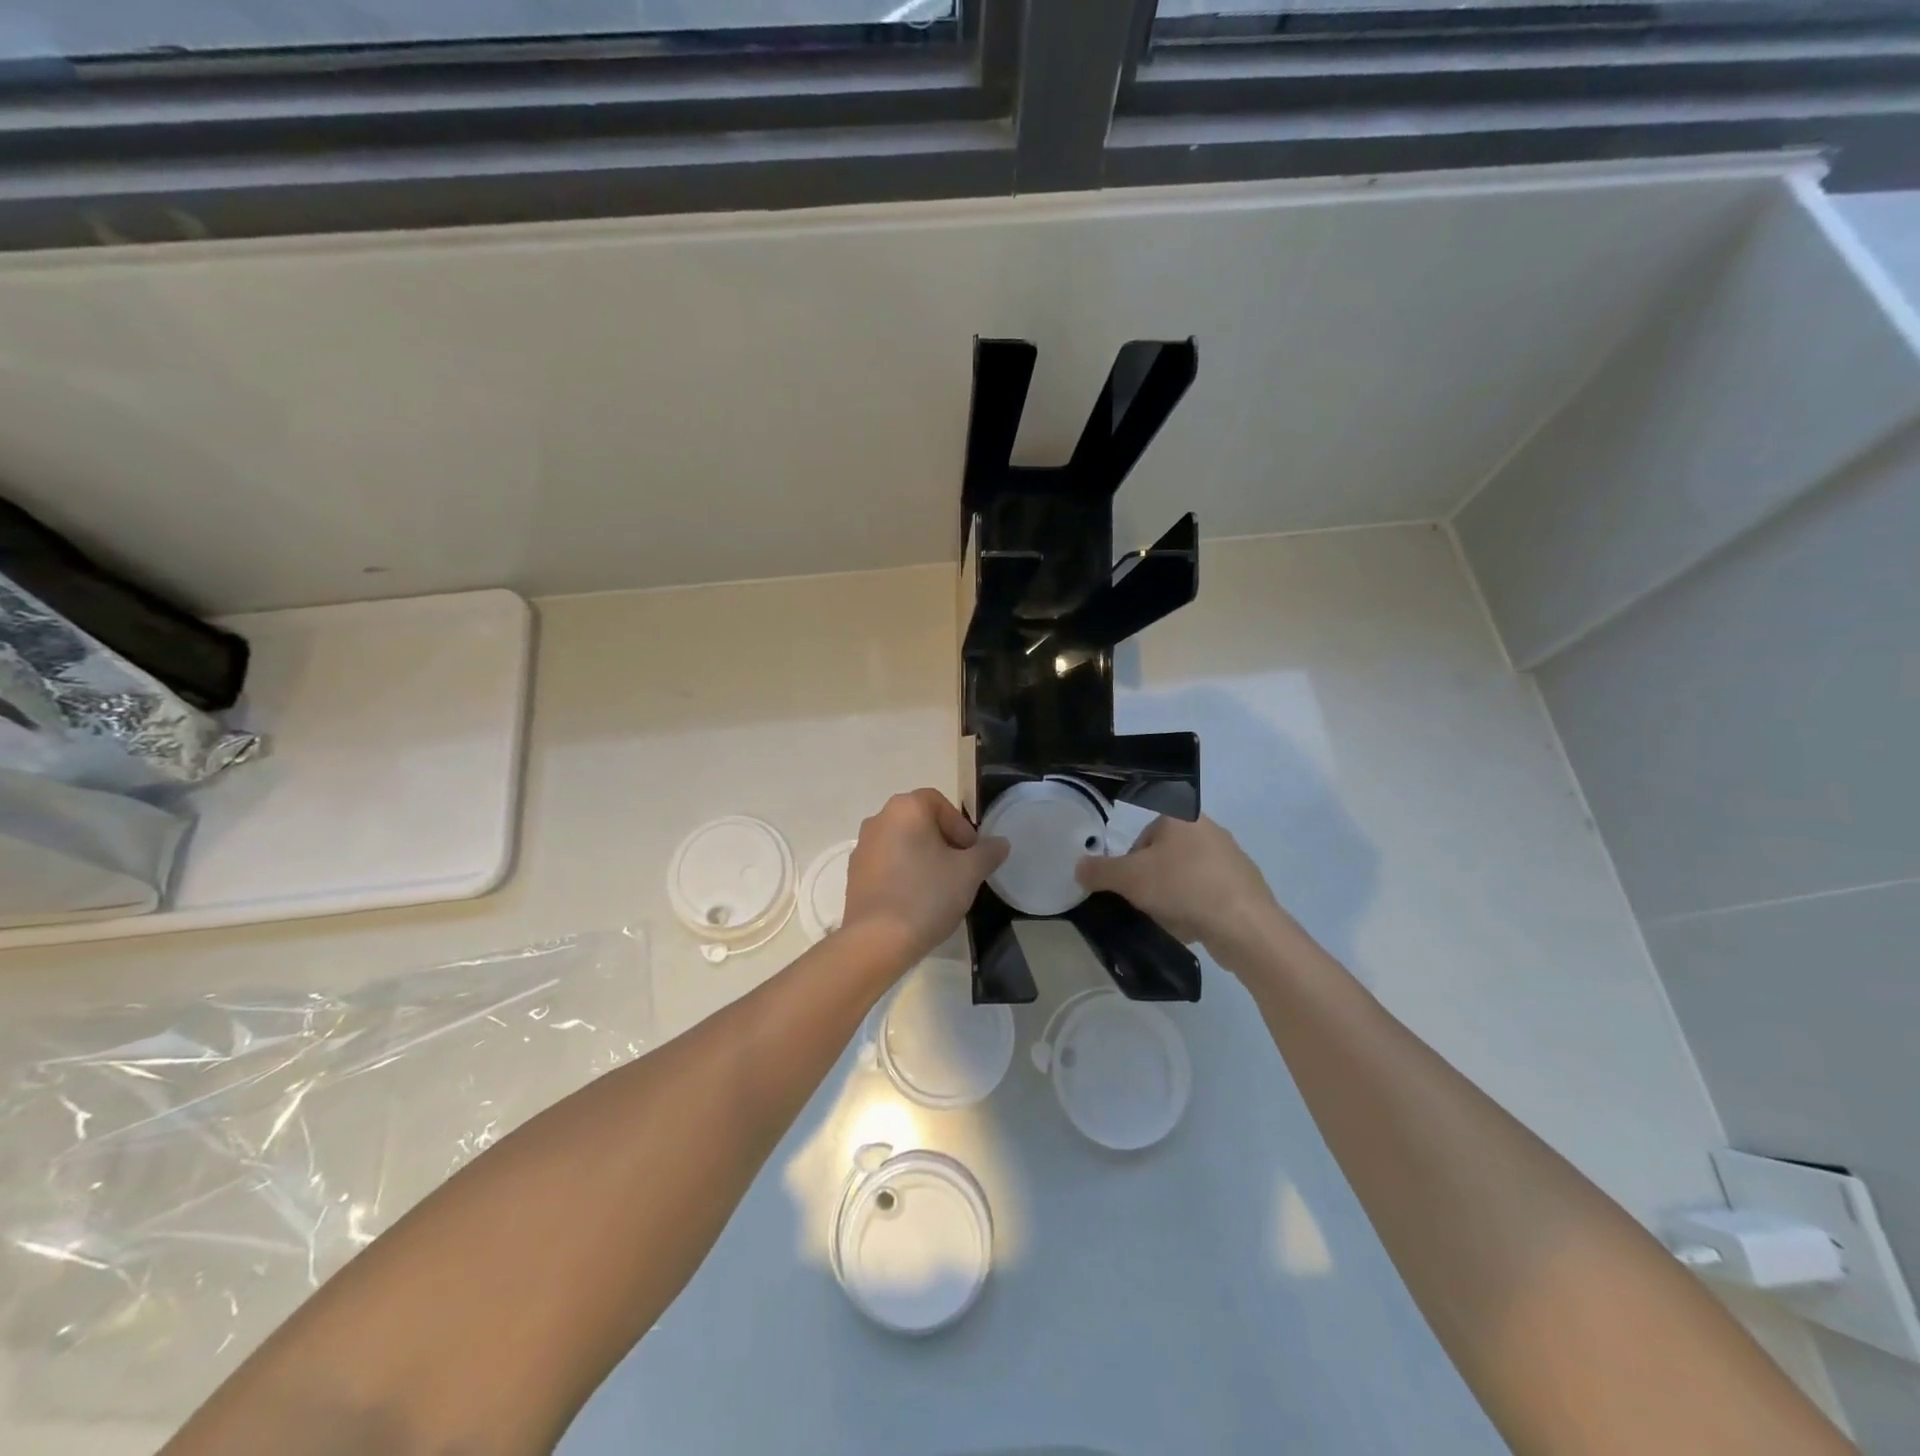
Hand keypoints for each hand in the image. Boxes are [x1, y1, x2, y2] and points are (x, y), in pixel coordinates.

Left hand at [841, 789, 1008, 967]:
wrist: (877, 940)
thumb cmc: (927, 895)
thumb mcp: (969, 873)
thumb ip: (987, 853)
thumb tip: (1000, 843)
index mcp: (905, 809)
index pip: (939, 803)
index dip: (960, 826)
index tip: (971, 853)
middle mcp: (879, 819)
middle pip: (920, 822)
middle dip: (944, 842)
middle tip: (960, 870)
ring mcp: (862, 847)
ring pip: (902, 843)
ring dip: (923, 858)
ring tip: (940, 888)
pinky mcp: (854, 874)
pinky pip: (887, 864)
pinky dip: (904, 874)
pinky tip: (916, 901)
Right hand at [1075, 814, 1290, 960]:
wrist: (1244, 925)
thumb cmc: (1182, 887)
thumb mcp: (1129, 878)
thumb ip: (1099, 871)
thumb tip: (1079, 867)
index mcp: (1183, 816)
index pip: (1143, 833)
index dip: (1130, 861)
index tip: (1129, 884)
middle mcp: (1209, 829)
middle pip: (1164, 855)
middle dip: (1151, 880)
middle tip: (1144, 902)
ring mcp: (1231, 858)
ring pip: (1185, 876)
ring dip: (1172, 896)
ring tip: (1168, 919)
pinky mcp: (1244, 886)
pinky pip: (1207, 894)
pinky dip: (1195, 908)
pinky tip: (1191, 927)